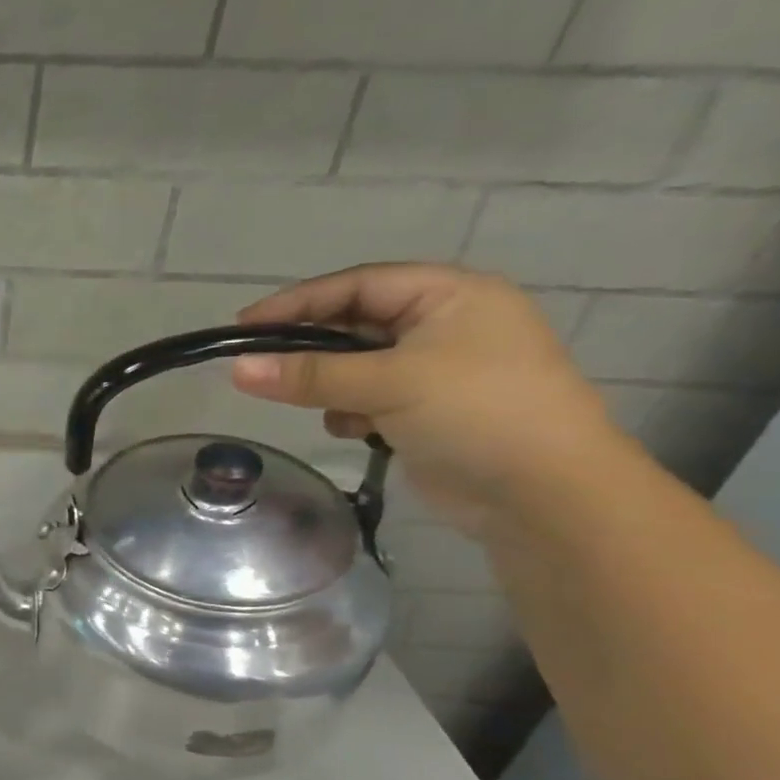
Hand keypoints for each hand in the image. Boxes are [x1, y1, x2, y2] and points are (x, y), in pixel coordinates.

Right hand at [230, 264, 618, 533]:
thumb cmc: (476, 413)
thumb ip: (308, 375)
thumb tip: (236, 369)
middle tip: (257, 366)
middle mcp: (444, 324)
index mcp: (450, 296)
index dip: (297, 302)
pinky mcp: (426, 409)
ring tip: (319, 407)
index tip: (242, 325)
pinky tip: (356, 431)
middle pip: (353, 324)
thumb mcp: (388, 384)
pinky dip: (351, 410)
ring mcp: (436, 369)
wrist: (543, 494)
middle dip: (310, 349)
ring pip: (354, 365)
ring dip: (330, 385)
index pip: (357, 285)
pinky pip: (367, 397)